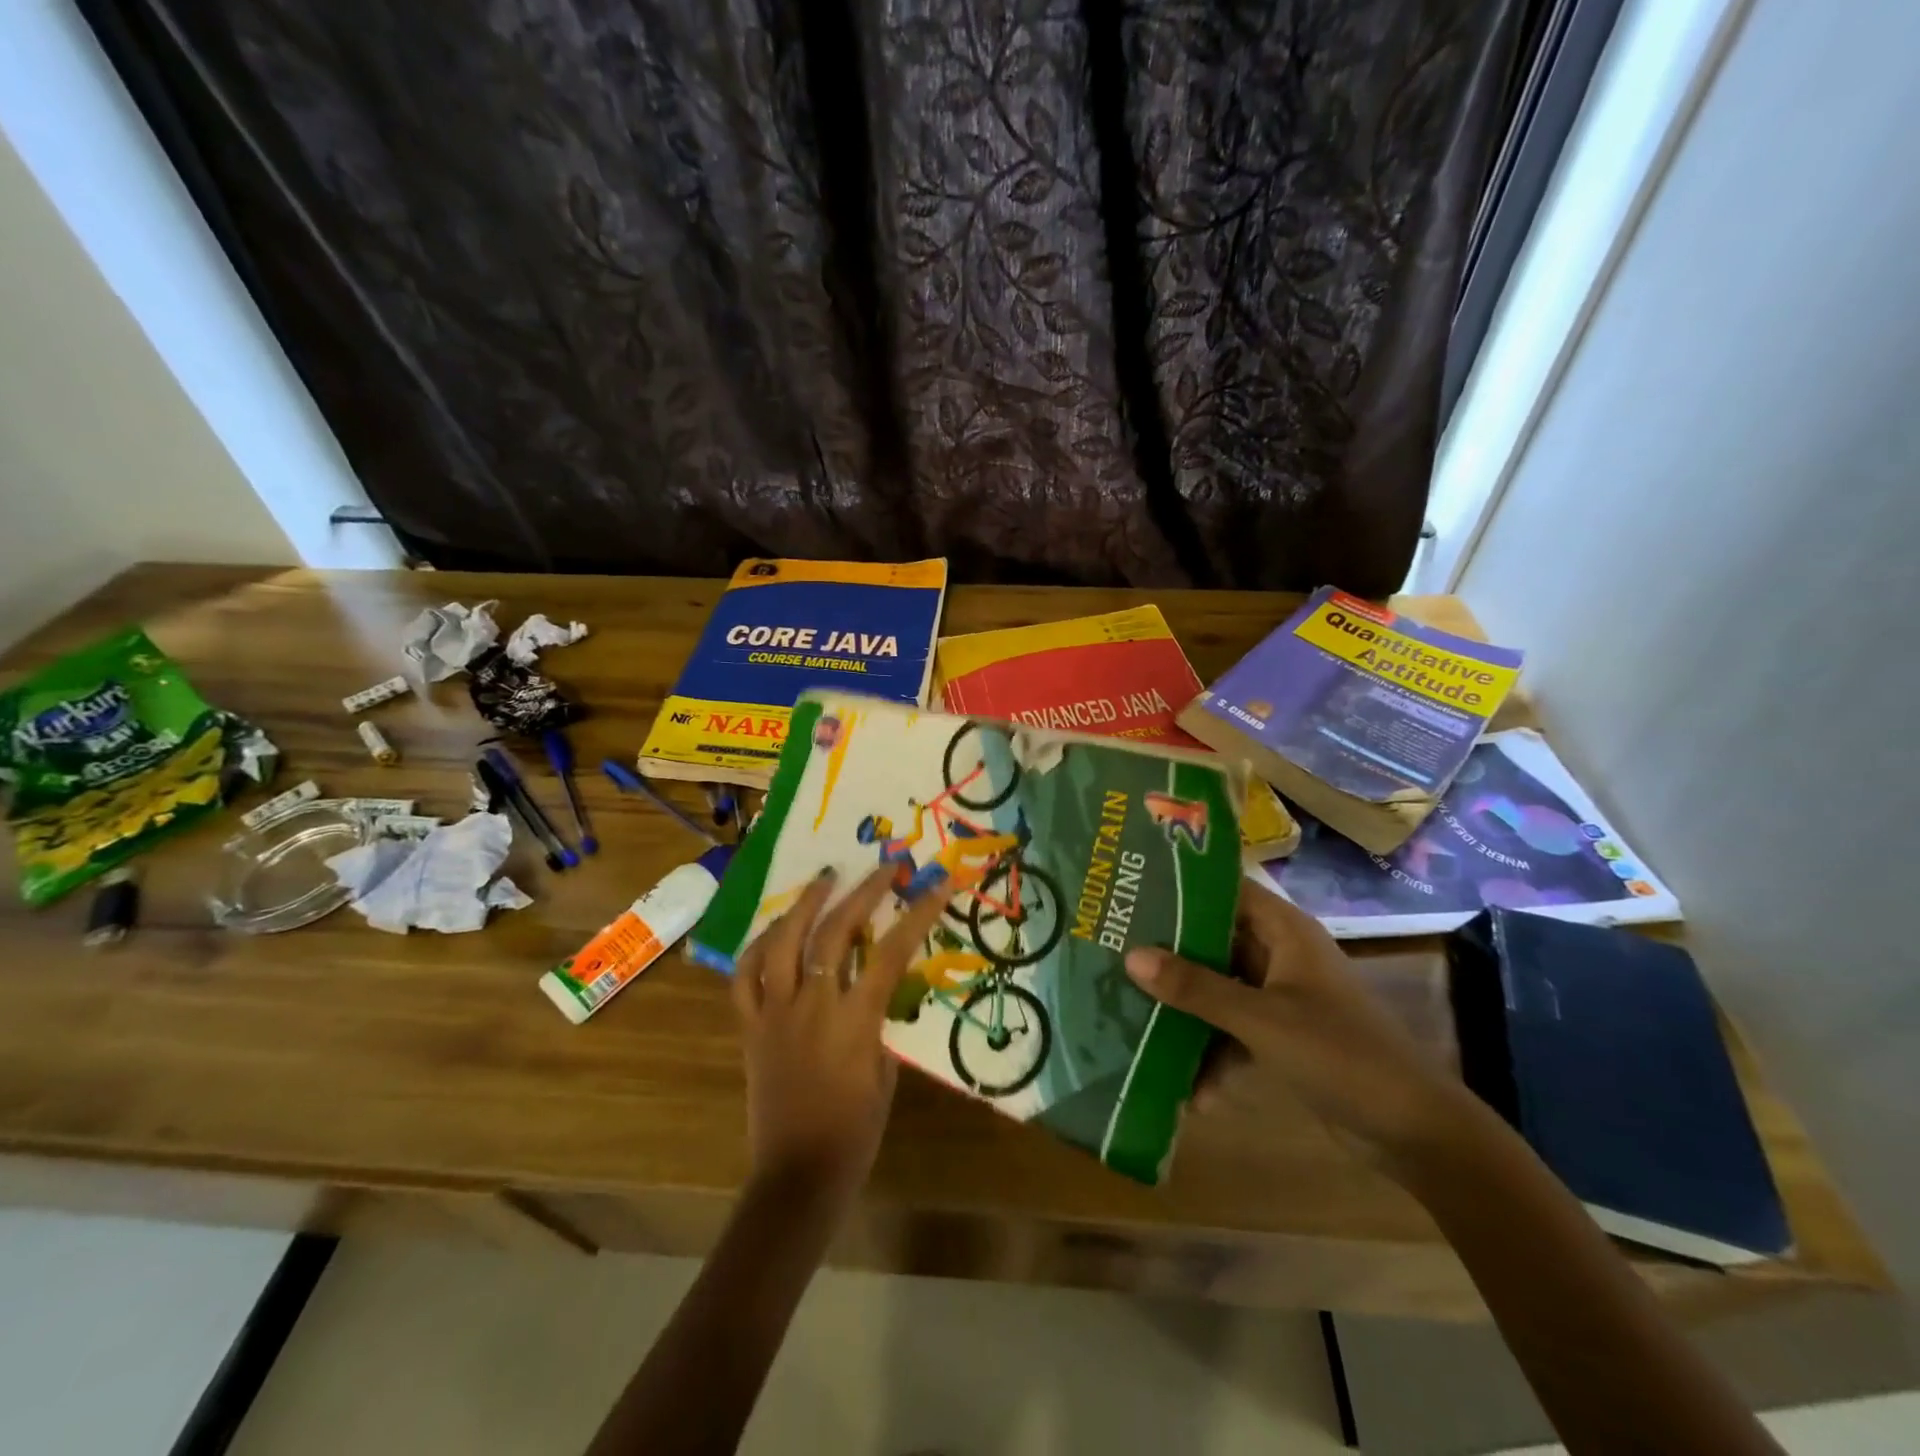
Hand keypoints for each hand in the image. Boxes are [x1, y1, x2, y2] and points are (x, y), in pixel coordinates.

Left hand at [731, 866, 953, 1219]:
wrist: (798, 1175)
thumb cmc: (854, 1132)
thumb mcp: (885, 1073)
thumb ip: (880, 1023)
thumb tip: (879, 988)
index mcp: (854, 1020)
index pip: (891, 952)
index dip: (918, 914)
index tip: (937, 884)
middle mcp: (812, 1005)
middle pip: (836, 932)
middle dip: (864, 892)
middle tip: (884, 867)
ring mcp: (774, 1012)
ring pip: (783, 942)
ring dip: (805, 904)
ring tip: (825, 877)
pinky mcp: (749, 1026)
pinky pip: (746, 976)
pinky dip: (759, 947)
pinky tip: (775, 930)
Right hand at [1125, 882, 1476, 1168]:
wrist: (1414, 1133)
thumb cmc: (1340, 1054)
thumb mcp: (1261, 1019)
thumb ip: (1196, 988)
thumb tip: (1130, 956)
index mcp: (1284, 931)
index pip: (1224, 889)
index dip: (1179, 886)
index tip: (1129, 890)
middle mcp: (1279, 955)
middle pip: (1213, 940)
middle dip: (1168, 952)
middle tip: (1112, 951)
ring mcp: (1280, 997)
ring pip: (1218, 988)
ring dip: (1184, 1008)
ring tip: (1131, 1015)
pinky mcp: (1281, 1037)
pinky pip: (1232, 1031)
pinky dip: (1211, 1053)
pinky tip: (1186, 1090)